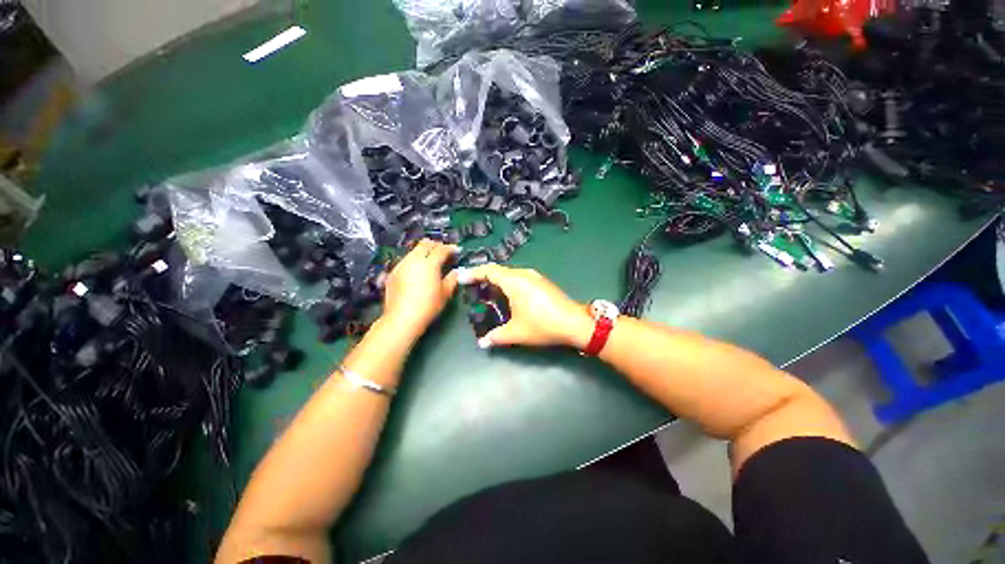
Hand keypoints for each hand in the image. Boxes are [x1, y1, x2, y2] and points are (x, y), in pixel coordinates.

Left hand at [381, 239, 459, 337]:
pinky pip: (406, 260)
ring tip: (430, 261)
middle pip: (425, 244)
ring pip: (414, 250)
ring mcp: (402, 265)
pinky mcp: (393, 272)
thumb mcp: (445, 293)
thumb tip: (456, 272)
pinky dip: (414, 260)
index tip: (456, 251)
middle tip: (443, 251)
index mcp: (430, 263)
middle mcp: (414, 260)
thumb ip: (452, 279)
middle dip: (436, 245)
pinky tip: (417, 271)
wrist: (402, 318)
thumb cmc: (428, 306)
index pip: (441, 249)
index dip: (450, 248)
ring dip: (424, 252)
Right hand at [453, 264, 593, 348]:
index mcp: (514, 281)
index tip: (462, 278)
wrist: (574, 323)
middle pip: (499, 270)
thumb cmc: (542, 325)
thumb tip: (482, 343)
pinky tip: (508, 296)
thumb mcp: (516, 332)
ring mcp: (535, 276)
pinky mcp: (542, 282)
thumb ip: (496, 336)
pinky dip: (509, 283)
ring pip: (510, 274)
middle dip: (484, 277)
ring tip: (488, 293)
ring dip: (498, 281)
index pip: (489, 270)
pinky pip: (520, 278)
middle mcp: (524, 274)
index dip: (473, 273)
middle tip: (473, 288)